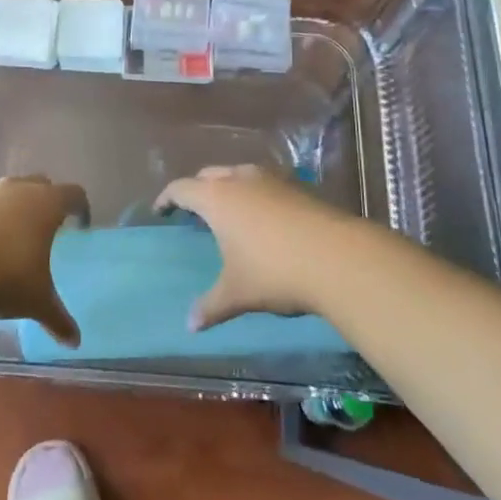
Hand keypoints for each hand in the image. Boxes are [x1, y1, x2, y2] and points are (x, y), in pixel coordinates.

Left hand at [0, 176, 87, 346]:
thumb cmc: (4, 279)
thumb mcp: (36, 301)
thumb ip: (58, 317)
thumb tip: (75, 341)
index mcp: (45, 204)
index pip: (73, 195)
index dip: (79, 208)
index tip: (79, 225)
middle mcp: (16, 188)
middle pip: (40, 185)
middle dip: (45, 202)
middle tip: (45, 229)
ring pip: (5, 192)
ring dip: (10, 208)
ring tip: (7, 239)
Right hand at [156, 165, 362, 330]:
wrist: (339, 258)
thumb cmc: (274, 271)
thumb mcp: (237, 293)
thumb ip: (211, 306)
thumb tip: (190, 325)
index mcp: (216, 198)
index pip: (181, 189)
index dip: (167, 198)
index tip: (161, 210)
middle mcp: (240, 180)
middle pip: (209, 175)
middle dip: (198, 189)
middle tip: (193, 210)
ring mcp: (272, 180)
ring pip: (239, 174)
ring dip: (228, 187)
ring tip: (229, 211)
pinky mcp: (298, 187)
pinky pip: (265, 183)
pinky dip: (255, 195)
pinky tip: (265, 217)